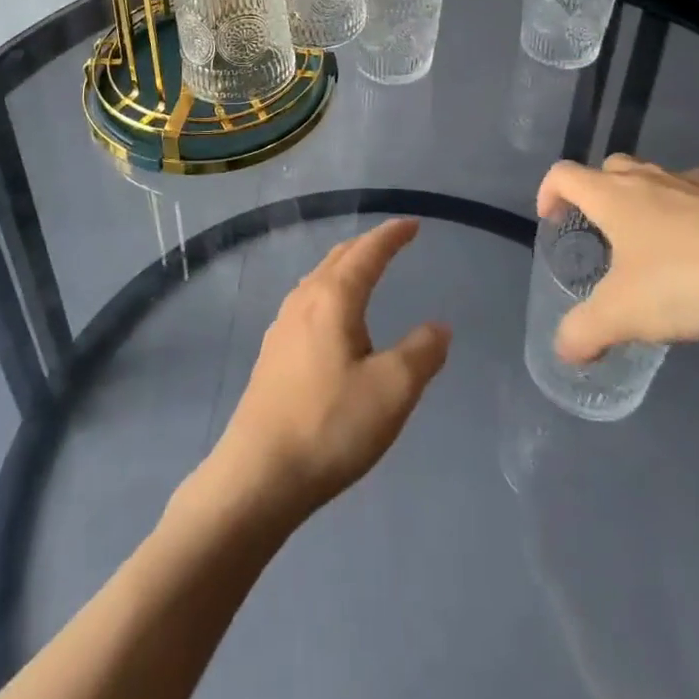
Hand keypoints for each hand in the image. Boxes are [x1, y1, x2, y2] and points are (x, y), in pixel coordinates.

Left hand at [206, 218, 450, 524]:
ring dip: (345, 267)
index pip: (367, 253)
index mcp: (333, 298)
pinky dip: (329, 292)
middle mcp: (303, 301)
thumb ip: (421, 353)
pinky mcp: (272, 354)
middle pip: (338, 259)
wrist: (259, 474)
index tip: (412, 224)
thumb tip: (439, 326)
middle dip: (367, 246)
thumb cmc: (331, 425)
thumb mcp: (392, 390)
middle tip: (392, 241)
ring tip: (364, 272)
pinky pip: (307, 303)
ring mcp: (282, 326)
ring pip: (318, 280)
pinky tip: (332, 318)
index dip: (391, 236)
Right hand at [537, 156, 698, 362]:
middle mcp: (652, 178)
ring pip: (662, 180)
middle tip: (605, 231)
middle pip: (612, 168)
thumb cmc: (685, 283)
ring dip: (651, 202)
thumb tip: (563, 350)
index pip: (564, 174)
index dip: (549, 191)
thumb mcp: (624, 316)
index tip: (551, 218)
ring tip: (661, 246)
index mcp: (614, 196)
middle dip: (600, 193)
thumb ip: (585, 331)